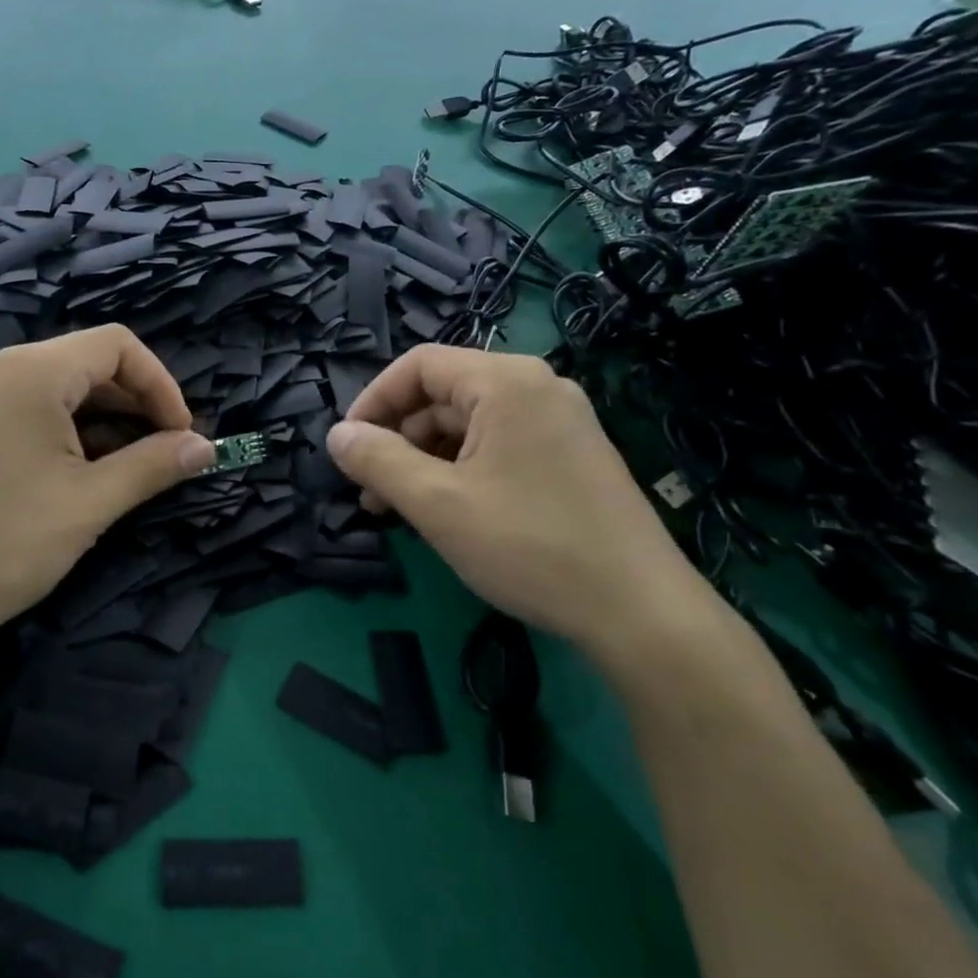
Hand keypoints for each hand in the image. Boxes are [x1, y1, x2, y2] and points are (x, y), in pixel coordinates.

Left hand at [0, 325, 215, 650]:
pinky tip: (73, 470)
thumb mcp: (91, 503)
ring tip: (124, 467)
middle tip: (161, 453)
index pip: (117, 345)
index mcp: (30, 370)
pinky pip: (23, 406)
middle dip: (133, 404)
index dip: (161, 384)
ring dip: (100, 419)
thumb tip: (205, 447)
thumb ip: (154, 465)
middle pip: (85, 363)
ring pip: (55, 386)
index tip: (182, 434)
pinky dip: (61, 427)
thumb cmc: (5, 544)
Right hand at [325, 346, 705, 656]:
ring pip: (468, 424)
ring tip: (399, 510)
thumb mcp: (436, 503)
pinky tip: (446, 512)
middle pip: (443, 395)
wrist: (641, 612)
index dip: (372, 401)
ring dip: (424, 460)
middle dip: (397, 439)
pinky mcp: (571, 456)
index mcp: (506, 381)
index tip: (347, 448)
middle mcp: (537, 387)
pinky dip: (461, 470)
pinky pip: (498, 446)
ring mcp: (560, 421)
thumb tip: (336, 436)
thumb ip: (378, 461)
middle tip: (369, 492)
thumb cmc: (529, 545)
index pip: (418, 365)